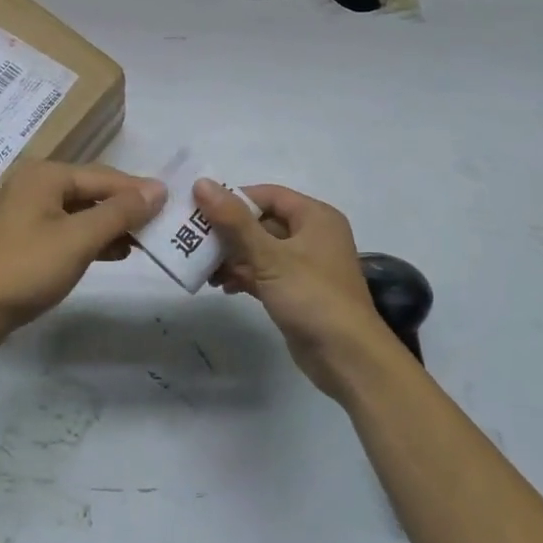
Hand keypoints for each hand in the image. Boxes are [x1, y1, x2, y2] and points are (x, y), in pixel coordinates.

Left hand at [0, 161, 165, 353]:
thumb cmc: (25, 268)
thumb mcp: (79, 239)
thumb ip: (120, 212)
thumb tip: (158, 188)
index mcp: (46, 175)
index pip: (105, 176)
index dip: (139, 191)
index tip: (172, 205)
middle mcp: (36, 185)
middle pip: (93, 191)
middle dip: (126, 209)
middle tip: (162, 225)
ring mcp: (28, 212)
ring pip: (82, 211)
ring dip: (111, 225)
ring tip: (145, 241)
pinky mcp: (25, 238)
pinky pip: (68, 229)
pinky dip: (91, 239)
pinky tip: (116, 252)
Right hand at [193, 180, 396, 399]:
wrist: (348, 358)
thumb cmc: (312, 296)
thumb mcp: (270, 256)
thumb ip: (234, 221)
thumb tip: (202, 183)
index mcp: (315, 216)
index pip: (268, 195)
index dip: (234, 199)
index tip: (201, 209)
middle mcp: (313, 234)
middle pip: (263, 222)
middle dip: (229, 233)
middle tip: (194, 240)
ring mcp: (306, 265)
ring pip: (262, 250)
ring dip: (233, 257)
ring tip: (203, 268)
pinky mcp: (298, 291)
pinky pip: (266, 273)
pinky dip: (245, 276)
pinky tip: (222, 286)